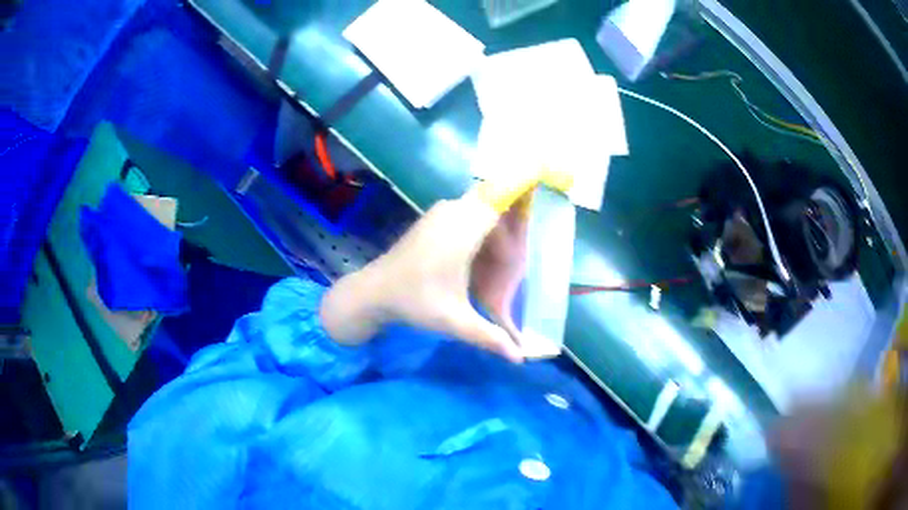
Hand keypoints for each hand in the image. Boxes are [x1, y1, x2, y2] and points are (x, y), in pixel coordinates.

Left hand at [320, 188, 526, 361]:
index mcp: (462, 229)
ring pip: (483, 210)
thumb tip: (520, 358)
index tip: (543, 187)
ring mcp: (442, 212)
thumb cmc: (413, 302)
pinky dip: (483, 231)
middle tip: (526, 256)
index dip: (523, 191)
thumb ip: (490, 337)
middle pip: (497, 206)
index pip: (501, 197)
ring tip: (507, 263)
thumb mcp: (454, 321)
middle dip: (515, 229)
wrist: (373, 291)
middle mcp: (454, 212)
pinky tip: (483, 259)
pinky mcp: (435, 219)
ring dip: (498, 232)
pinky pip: (469, 214)